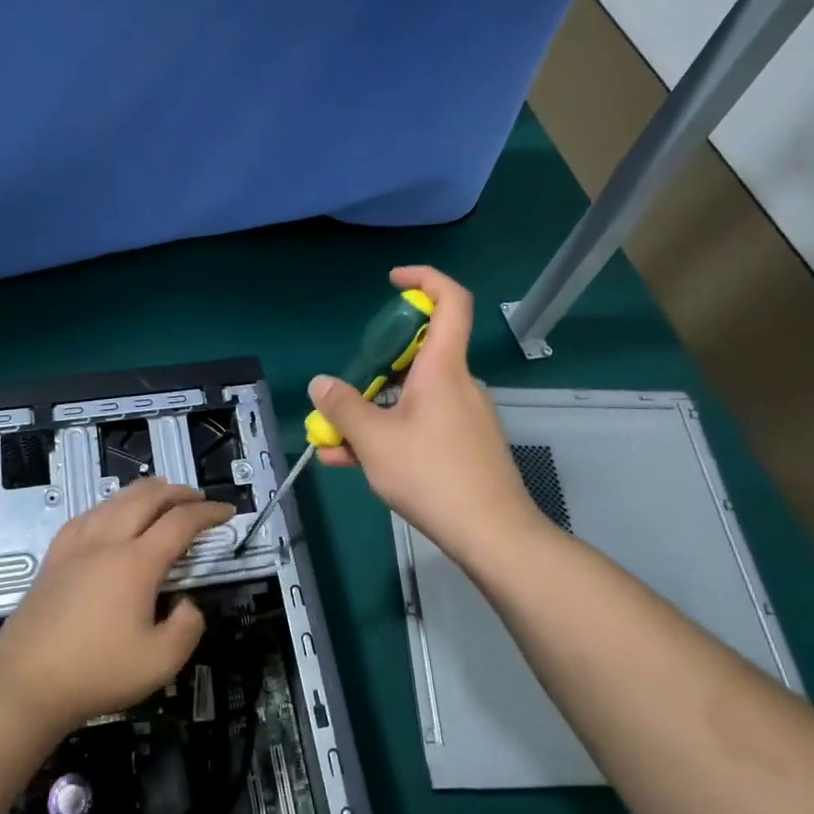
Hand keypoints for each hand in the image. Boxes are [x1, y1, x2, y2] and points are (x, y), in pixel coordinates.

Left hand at [0, 479, 232, 735]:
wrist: (25, 685)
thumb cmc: (96, 673)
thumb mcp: (160, 663)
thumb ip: (187, 628)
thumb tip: (186, 604)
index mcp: (136, 563)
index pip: (181, 523)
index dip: (208, 513)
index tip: (227, 512)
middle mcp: (107, 543)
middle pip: (146, 498)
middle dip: (178, 492)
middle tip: (198, 498)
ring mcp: (75, 547)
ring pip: (114, 500)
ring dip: (144, 492)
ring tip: (161, 495)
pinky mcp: (54, 558)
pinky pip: (86, 515)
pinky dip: (109, 505)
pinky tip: (109, 514)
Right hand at [313, 265, 544, 568]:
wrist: (493, 534)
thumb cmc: (432, 475)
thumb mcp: (374, 441)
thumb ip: (342, 408)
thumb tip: (320, 384)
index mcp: (443, 369)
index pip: (450, 301)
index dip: (424, 279)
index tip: (392, 282)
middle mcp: (459, 384)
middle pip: (417, 356)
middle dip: (373, 369)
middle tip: (341, 393)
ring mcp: (466, 417)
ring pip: (412, 398)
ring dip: (373, 411)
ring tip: (334, 443)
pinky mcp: (467, 446)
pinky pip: (422, 425)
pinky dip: (390, 434)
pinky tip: (356, 463)